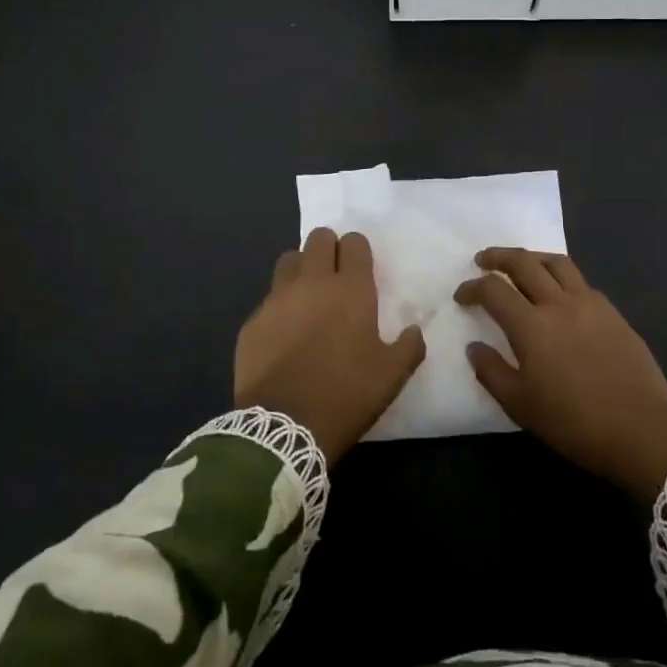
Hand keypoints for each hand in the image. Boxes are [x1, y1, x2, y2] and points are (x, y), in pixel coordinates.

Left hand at [236, 228, 425, 464]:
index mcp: (350, 289)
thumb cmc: (345, 394)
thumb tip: (414, 330)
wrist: (283, 428)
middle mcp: (312, 283)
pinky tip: (284, 332)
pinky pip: (268, 298)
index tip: (361, 268)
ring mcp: (277, 300)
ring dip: (301, 268)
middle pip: (318, 238)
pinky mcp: (252, 322)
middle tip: (335, 274)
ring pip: (289, 260)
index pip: (354, 243)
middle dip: (329, 248)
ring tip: (308, 294)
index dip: (358, 250)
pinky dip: (279, 306)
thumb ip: (409, 346)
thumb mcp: (391, 375)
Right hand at [457, 248, 666, 501]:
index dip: (472, 287)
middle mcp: (559, 303)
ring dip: (533, 257)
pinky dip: (561, 277)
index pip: (493, 290)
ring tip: (521, 264)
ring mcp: (590, 303)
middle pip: (524, 263)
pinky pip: (581, 282)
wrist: (640, 429)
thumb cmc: (573, 422)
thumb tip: (474, 346)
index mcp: (531, 325)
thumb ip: (492, 372)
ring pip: (557, 263)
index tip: (462, 295)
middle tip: (483, 260)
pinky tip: (559, 293)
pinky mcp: (613, 312)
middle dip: (498, 257)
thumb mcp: (520, 405)